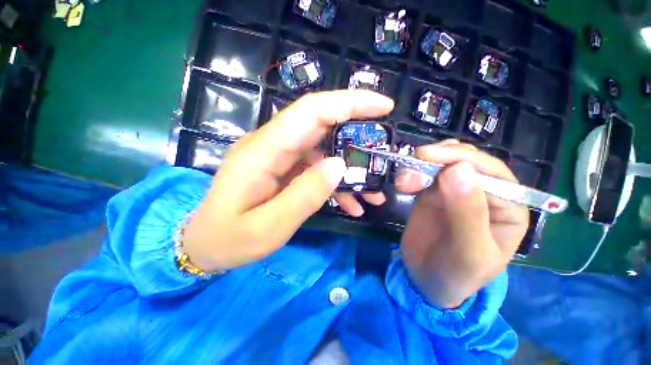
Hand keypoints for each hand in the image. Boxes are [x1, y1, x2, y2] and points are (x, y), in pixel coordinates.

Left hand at [182, 90, 393, 271]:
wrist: (206, 244)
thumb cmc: (230, 239)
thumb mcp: (269, 227)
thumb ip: (305, 195)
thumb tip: (340, 166)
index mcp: (263, 152)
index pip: (311, 111)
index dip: (349, 103)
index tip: (383, 107)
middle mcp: (272, 145)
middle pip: (321, 123)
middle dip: (358, 131)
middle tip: (385, 149)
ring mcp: (278, 156)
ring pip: (324, 150)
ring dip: (350, 169)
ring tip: (372, 194)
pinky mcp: (284, 168)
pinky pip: (316, 168)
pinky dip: (336, 183)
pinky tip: (351, 204)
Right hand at [396, 141, 528, 308]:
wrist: (426, 280)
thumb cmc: (457, 274)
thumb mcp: (468, 252)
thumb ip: (467, 213)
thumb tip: (458, 169)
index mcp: (508, 207)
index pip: (491, 172)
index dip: (461, 159)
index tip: (428, 156)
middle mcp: (484, 194)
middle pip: (465, 161)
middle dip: (437, 159)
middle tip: (410, 166)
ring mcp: (455, 191)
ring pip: (442, 163)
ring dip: (421, 165)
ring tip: (403, 181)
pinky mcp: (432, 194)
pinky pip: (424, 174)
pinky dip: (412, 172)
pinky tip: (403, 183)